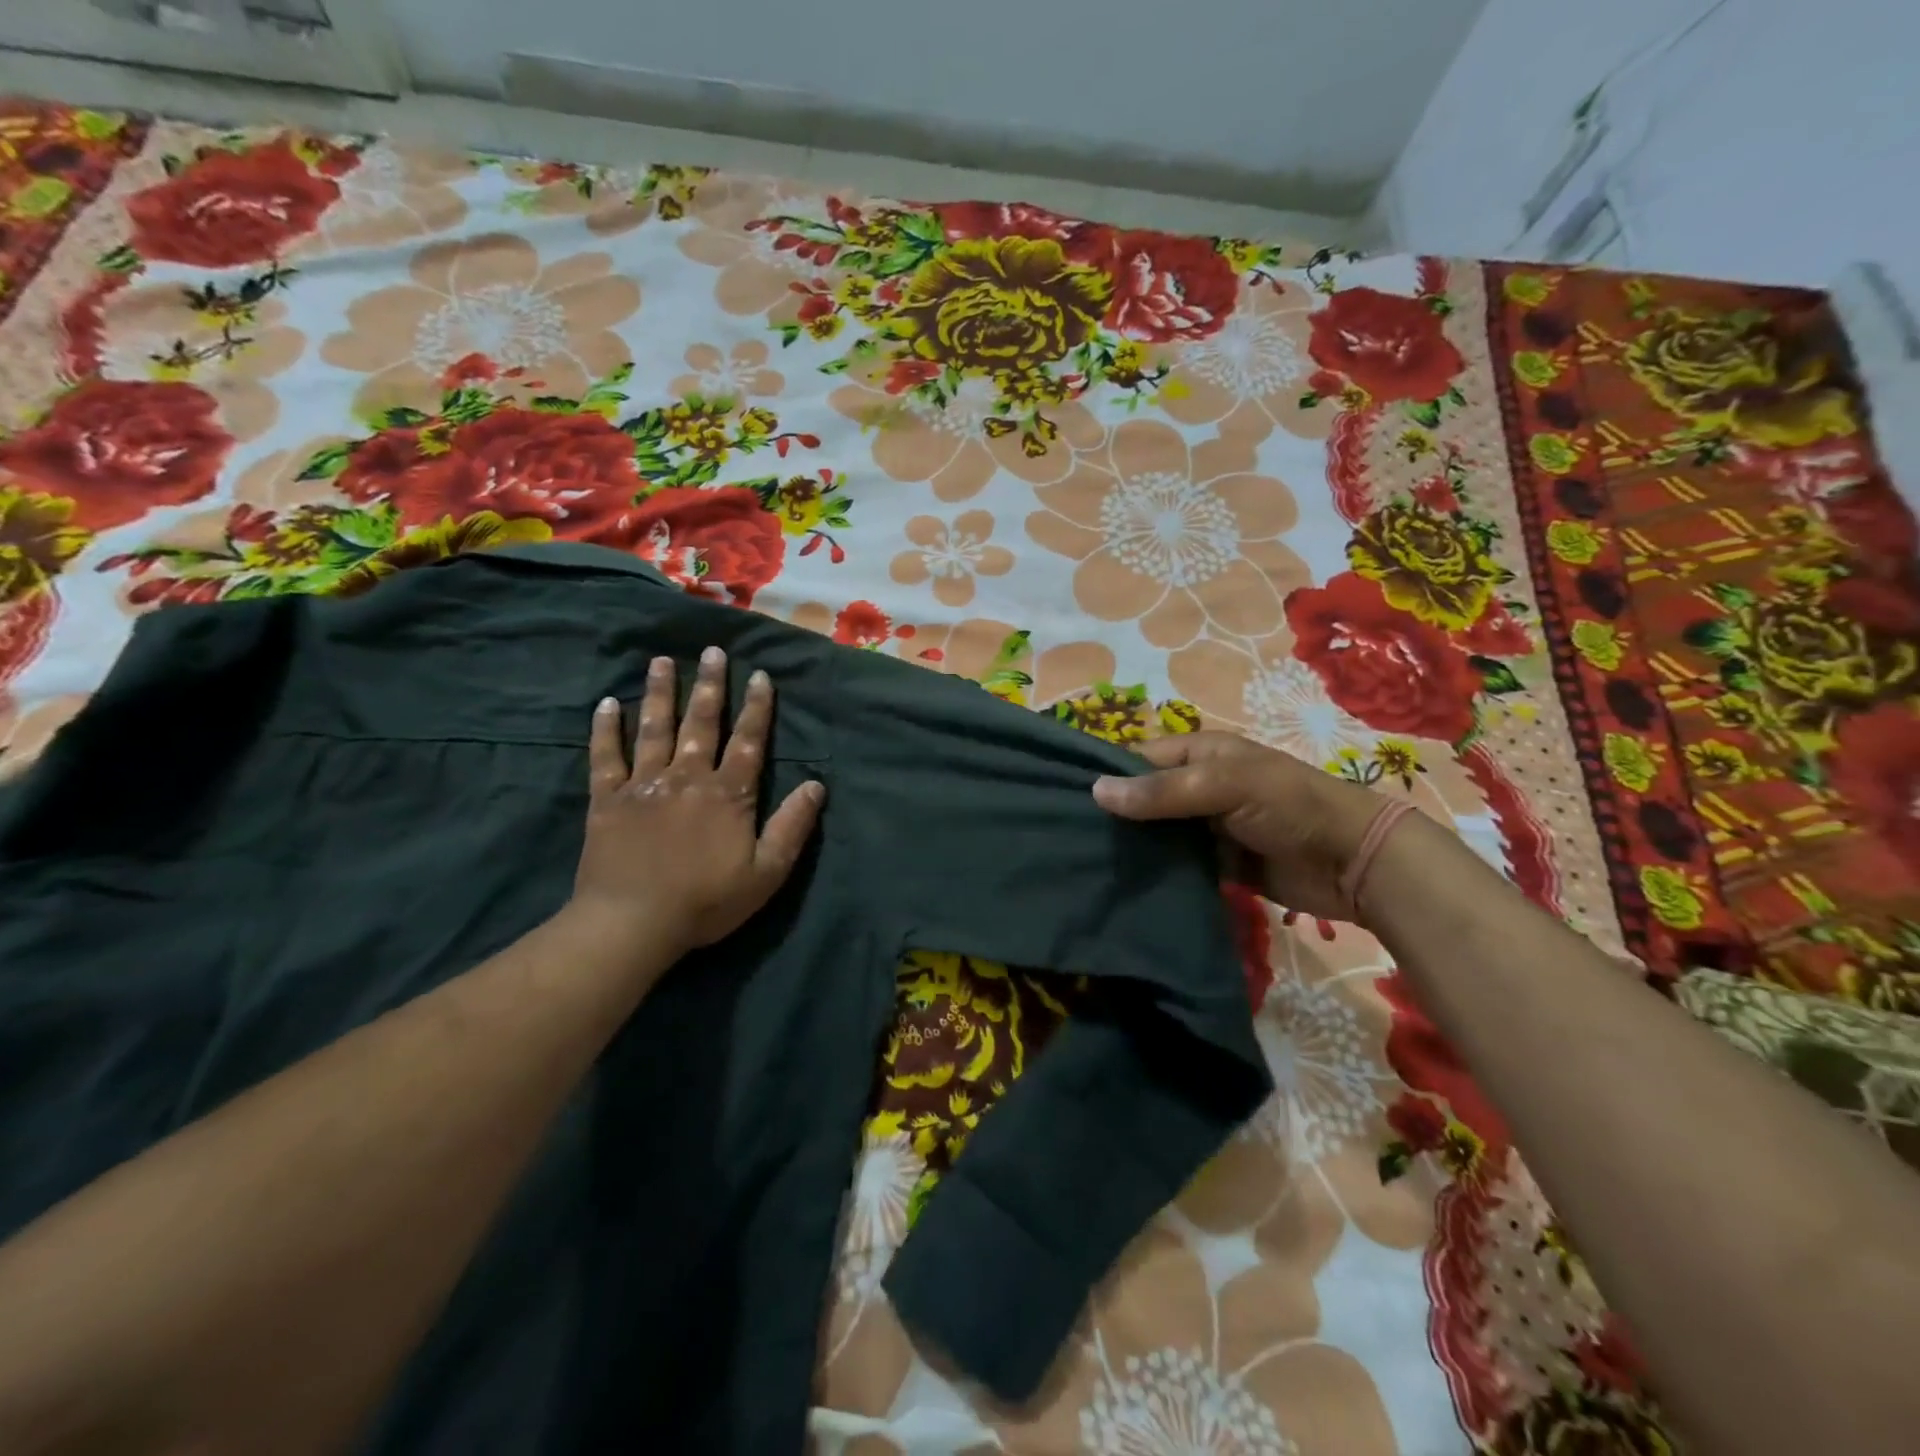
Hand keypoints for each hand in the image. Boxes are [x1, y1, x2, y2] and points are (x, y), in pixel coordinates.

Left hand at [570, 646, 824, 960]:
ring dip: (659, 693)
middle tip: (712, 651)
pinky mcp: (608, 800)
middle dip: (709, 685)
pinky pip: (606, 757)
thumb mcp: (767, 873)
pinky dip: (605, 730)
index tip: (760, 675)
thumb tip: (815, 785)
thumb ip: (792, 827)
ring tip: (661, 662)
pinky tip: (606, 704)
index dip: (757, 707)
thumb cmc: (706, 901)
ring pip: (654, 729)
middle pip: (701, 723)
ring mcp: (644, 785)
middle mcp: (687, 777)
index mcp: (728, 794)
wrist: (632, 923)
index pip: (748, 741)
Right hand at [1092, 731, 1385, 921]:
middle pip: (1144, 798)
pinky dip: (1155, 872)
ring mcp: (1207, 827)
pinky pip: (1176, 864)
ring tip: (1084, 864)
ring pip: (1156, 834)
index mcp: (1200, 753)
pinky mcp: (1218, 864)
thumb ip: (1163, 791)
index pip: (1138, 759)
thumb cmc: (1290, 806)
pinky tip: (1122, 885)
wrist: (1355, 862)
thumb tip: (1095, 791)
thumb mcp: (1225, 785)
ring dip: (1131, 847)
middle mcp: (1198, 786)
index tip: (1064, 801)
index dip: (1105, 776)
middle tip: (1067, 839)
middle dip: (1113, 816)